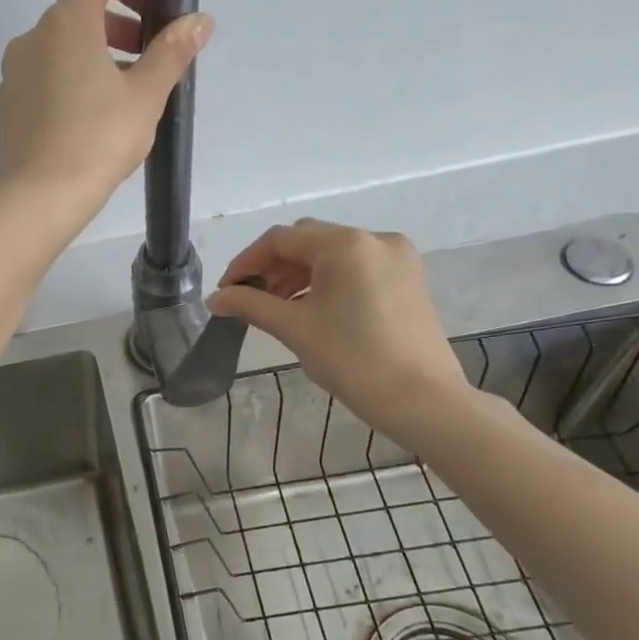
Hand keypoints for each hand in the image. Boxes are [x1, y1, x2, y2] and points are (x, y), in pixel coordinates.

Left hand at [0, 0, 212, 228]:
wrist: (41, 197)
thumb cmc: (98, 140)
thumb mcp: (146, 95)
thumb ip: (172, 51)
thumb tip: (200, 20)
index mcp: (66, 22)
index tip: (152, 12)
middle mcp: (32, 37)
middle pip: (78, 9)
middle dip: (117, 25)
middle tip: (145, 59)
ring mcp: (13, 72)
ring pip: (58, 47)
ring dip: (93, 55)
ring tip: (121, 95)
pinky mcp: (6, 104)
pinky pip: (42, 77)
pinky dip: (67, 81)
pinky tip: (88, 120)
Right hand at [208, 220, 471, 441]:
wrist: (423, 400)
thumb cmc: (353, 359)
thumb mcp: (294, 328)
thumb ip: (249, 305)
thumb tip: (215, 298)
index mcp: (346, 244)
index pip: (281, 239)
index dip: (246, 262)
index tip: (226, 291)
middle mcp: (375, 239)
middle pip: (308, 241)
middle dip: (273, 267)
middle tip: (248, 299)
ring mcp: (398, 258)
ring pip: (333, 255)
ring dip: (299, 275)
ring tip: (276, 308)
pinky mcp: (409, 280)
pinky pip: (357, 268)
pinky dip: (327, 282)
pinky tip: (311, 309)